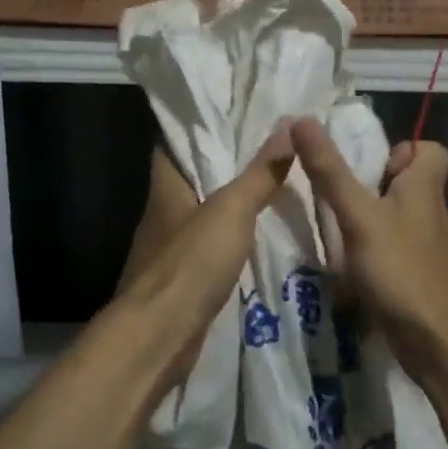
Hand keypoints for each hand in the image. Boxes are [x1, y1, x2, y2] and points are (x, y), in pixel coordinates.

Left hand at [110, 135, 292, 387]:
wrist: (160, 336)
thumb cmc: (190, 263)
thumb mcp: (232, 210)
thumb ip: (259, 172)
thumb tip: (287, 125)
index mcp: (166, 186)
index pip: (175, 142)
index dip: (201, 125)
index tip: (235, 112)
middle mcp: (163, 212)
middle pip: (195, 178)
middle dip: (227, 164)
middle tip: (270, 146)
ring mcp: (170, 248)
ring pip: (205, 214)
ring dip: (233, 203)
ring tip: (274, 185)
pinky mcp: (183, 279)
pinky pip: (211, 247)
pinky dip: (233, 239)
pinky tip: (262, 236)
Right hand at [290, 118, 447, 378]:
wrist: (441, 345)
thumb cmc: (402, 270)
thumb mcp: (358, 216)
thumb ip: (330, 171)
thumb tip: (301, 119)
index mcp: (425, 187)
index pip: (430, 150)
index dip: (401, 149)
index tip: (366, 165)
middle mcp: (429, 213)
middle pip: (405, 184)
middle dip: (369, 186)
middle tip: (334, 196)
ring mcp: (425, 248)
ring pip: (394, 219)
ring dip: (364, 222)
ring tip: (330, 231)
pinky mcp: (416, 278)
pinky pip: (390, 252)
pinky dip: (368, 254)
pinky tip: (343, 268)